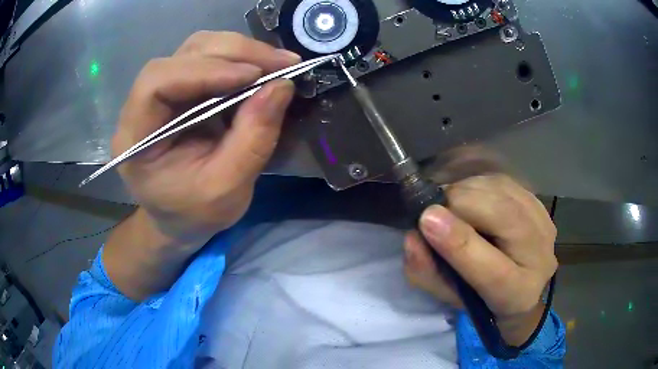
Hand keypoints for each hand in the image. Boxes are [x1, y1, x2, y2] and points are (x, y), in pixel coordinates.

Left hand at [112, 31, 300, 242]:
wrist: (179, 219)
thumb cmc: (194, 214)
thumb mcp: (227, 189)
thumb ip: (253, 138)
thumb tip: (282, 85)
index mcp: (135, 138)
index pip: (157, 83)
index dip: (203, 70)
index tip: (254, 75)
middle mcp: (141, 105)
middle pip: (181, 56)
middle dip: (233, 53)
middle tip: (282, 62)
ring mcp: (160, 92)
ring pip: (196, 49)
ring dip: (238, 51)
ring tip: (275, 64)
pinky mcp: (179, 89)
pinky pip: (206, 58)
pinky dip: (237, 59)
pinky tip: (260, 69)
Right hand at [403, 175, 556, 344]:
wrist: (519, 281)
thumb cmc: (480, 295)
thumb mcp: (448, 295)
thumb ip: (427, 272)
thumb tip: (411, 237)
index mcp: (516, 295)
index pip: (494, 273)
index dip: (460, 244)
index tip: (427, 219)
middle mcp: (540, 258)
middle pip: (506, 217)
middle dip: (461, 203)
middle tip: (434, 209)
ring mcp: (544, 225)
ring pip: (504, 191)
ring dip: (469, 191)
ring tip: (453, 206)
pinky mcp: (538, 203)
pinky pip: (505, 182)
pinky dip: (480, 184)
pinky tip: (471, 197)